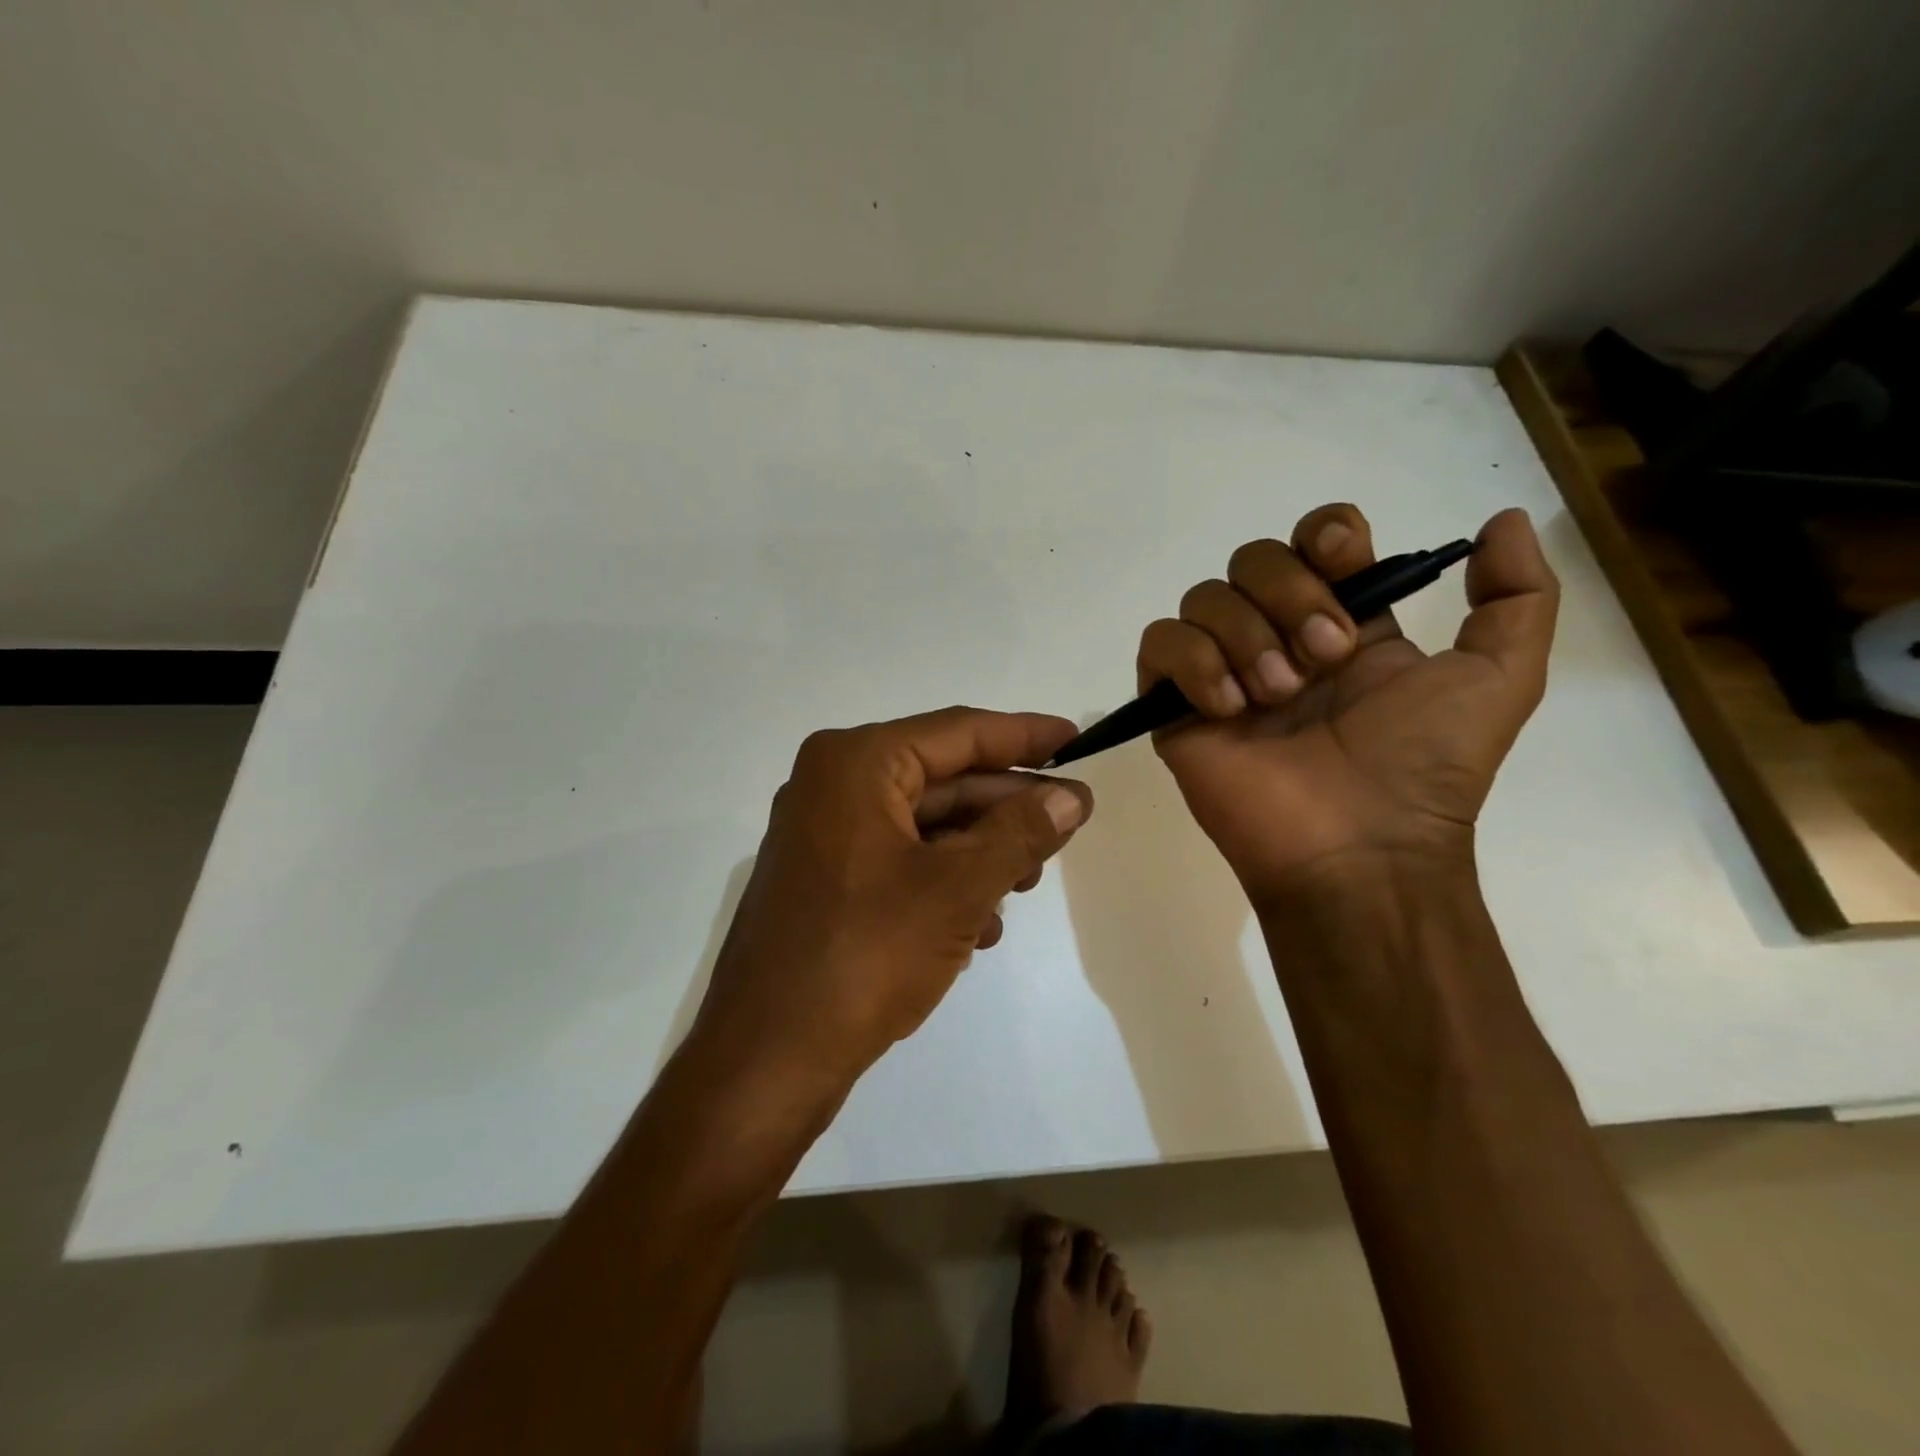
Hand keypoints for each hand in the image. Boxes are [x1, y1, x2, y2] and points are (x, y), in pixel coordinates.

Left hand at [692, 707, 1093, 1087]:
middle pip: (942, 780)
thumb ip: (1020, 833)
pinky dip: (944, 883)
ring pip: (924, 826)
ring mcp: (824, 837)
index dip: (1022, 734)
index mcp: (855, 764)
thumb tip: (1071, 796)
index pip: (957, 732)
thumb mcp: (958, 888)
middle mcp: (832, 786)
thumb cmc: (865, 955)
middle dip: (1006, 807)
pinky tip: (980, 926)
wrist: (767, 1058)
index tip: (1075, 739)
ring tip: (1028, 883)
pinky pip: (900, 862)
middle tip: (1069, 824)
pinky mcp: (825, 883)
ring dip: (980, 852)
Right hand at [1139, 503, 1557, 906]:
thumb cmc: (1423, 767)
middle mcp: (1276, 638)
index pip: (1312, 540)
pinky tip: (1227, 708)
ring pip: (1203, 597)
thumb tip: (1502, 521)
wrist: (1358, 846)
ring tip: (1276, 696)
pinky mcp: (1174, 707)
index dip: (1324, 535)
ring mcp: (1221, 673)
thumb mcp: (1501, 678)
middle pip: (1252, 559)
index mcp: (1341, 625)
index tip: (1343, 563)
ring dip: (1245, 636)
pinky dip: (1193, 662)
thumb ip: (1519, 596)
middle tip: (1322, 662)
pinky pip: (1159, 644)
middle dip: (1288, 595)